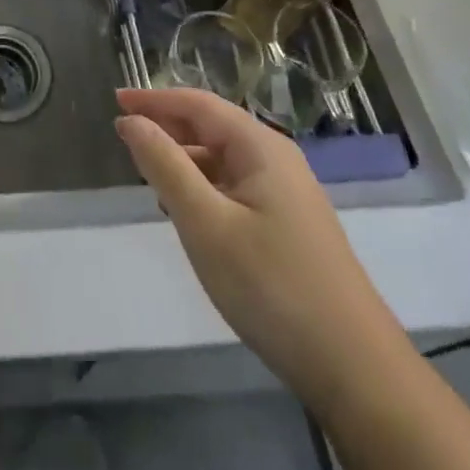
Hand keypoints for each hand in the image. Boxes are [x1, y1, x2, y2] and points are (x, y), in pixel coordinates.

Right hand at [114, 87, 405, 405]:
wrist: (355, 369)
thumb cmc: (271, 286)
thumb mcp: (205, 223)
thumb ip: (165, 165)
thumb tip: (131, 121)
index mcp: (260, 147)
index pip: (198, 104)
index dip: (154, 99)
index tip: (114, 100)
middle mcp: (276, 159)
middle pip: (212, 125)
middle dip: (167, 124)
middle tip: (123, 132)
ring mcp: (287, 193)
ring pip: (223, 158)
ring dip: (183, 156)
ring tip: (145, 171)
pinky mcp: (289, 225)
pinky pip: (235, 185)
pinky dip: (202, 184)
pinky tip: (184, 209)